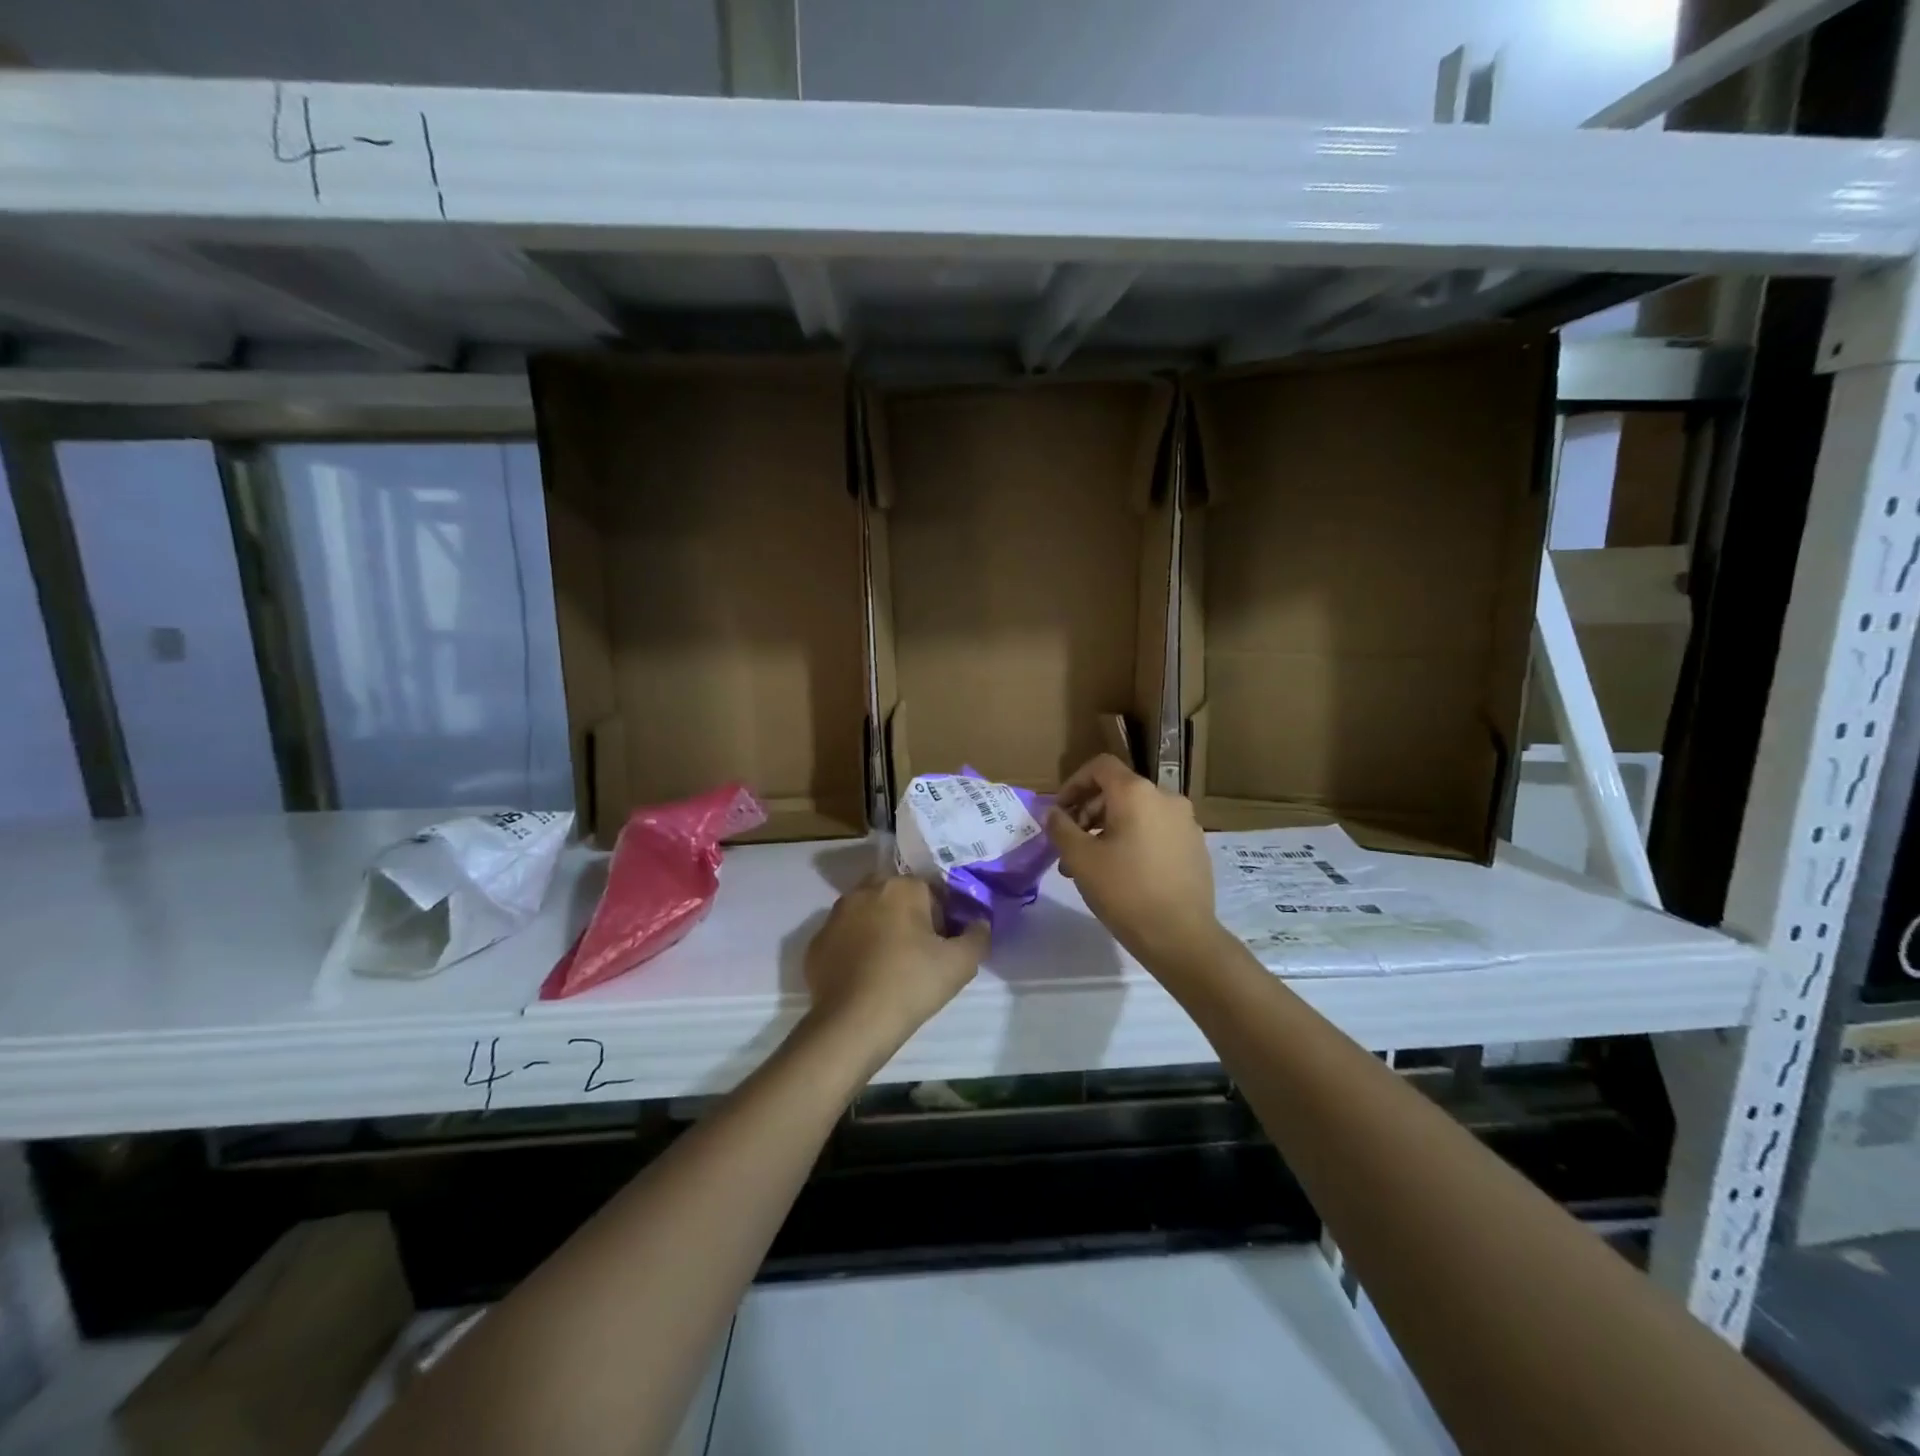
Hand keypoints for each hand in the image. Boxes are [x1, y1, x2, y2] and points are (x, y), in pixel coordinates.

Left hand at [803, 875, 988, 1053]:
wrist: (853, 1023)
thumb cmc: (911, 985)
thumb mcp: (960, 964)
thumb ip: (978, 936)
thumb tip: (979, 923)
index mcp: (902, 887)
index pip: (930, 890)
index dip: (941, 916)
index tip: (943, 943)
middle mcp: (865, 890)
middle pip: (894, 895)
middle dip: (907, 915)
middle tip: (918, 951)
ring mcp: (835, 915)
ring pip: (865, 913)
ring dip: (878, 928)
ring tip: (889, 965)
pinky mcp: (816, 942)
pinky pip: (843, 937)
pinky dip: (854, 948)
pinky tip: (864, 976)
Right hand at [1046, 754, 1223, 970]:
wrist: (1181, 936)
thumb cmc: (1125, 891)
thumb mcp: (1080, 859)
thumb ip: (1060, 828)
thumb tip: (1052, 812)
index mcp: (1137, 793)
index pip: (1100, 767)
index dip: (1074, 784)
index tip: (1059, 813)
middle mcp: (1166, 798)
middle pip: (1118, 790)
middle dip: (1088, 811)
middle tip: (1070, 844)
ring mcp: (1186, 822)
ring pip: (1137, 813)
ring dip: (1108, 829)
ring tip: (1091, 865)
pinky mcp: (1195, 846)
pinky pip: (1156, 831)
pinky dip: (1134, 840)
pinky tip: (1123, 873)